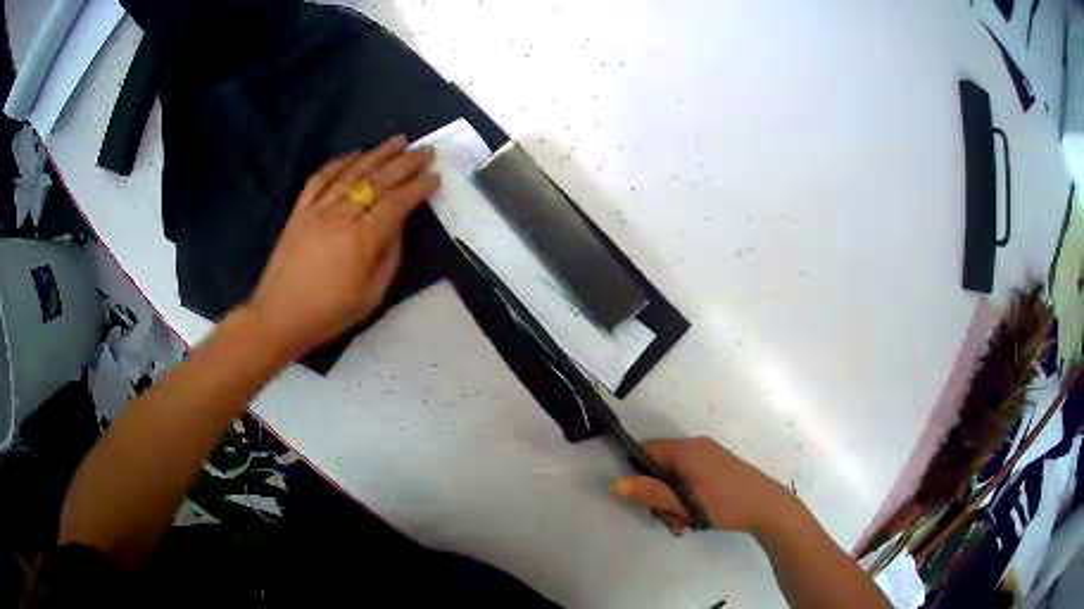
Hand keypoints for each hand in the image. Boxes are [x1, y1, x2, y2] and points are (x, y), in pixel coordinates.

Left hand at [246, 135, 439, 359]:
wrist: (279, 316)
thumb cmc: (329, 313)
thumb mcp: (371, 295)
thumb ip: (389, 256)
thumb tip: (397, 225)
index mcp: (362, 239)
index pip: (397, 202)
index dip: (418, 187)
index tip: (435, 176)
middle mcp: (341, 215)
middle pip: (378, 180)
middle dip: (406, 163)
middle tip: (426, 150)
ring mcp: (317, 209)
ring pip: (352, 173)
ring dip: (378, 153)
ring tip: (399, 140)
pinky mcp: (300, 210)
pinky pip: (321, 178)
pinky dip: (340, 162)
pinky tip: (356, 154)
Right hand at [611, 437, 797, 536]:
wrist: (768, 507)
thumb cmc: (724, 503)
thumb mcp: (684, 503)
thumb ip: (650, 492)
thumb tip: (614, 484)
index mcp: (686, 449)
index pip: (646, 450)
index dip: (637, 473)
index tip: (644, 498)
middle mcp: (696, 446)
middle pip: (660, 466)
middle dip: (659, 494)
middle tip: (670, 517)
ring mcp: (709, 456)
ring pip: (675, 476)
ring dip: (673, 500)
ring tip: (685, 522)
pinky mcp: (718, 467)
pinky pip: (691, 477)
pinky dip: (687, 496)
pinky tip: (696, 516)